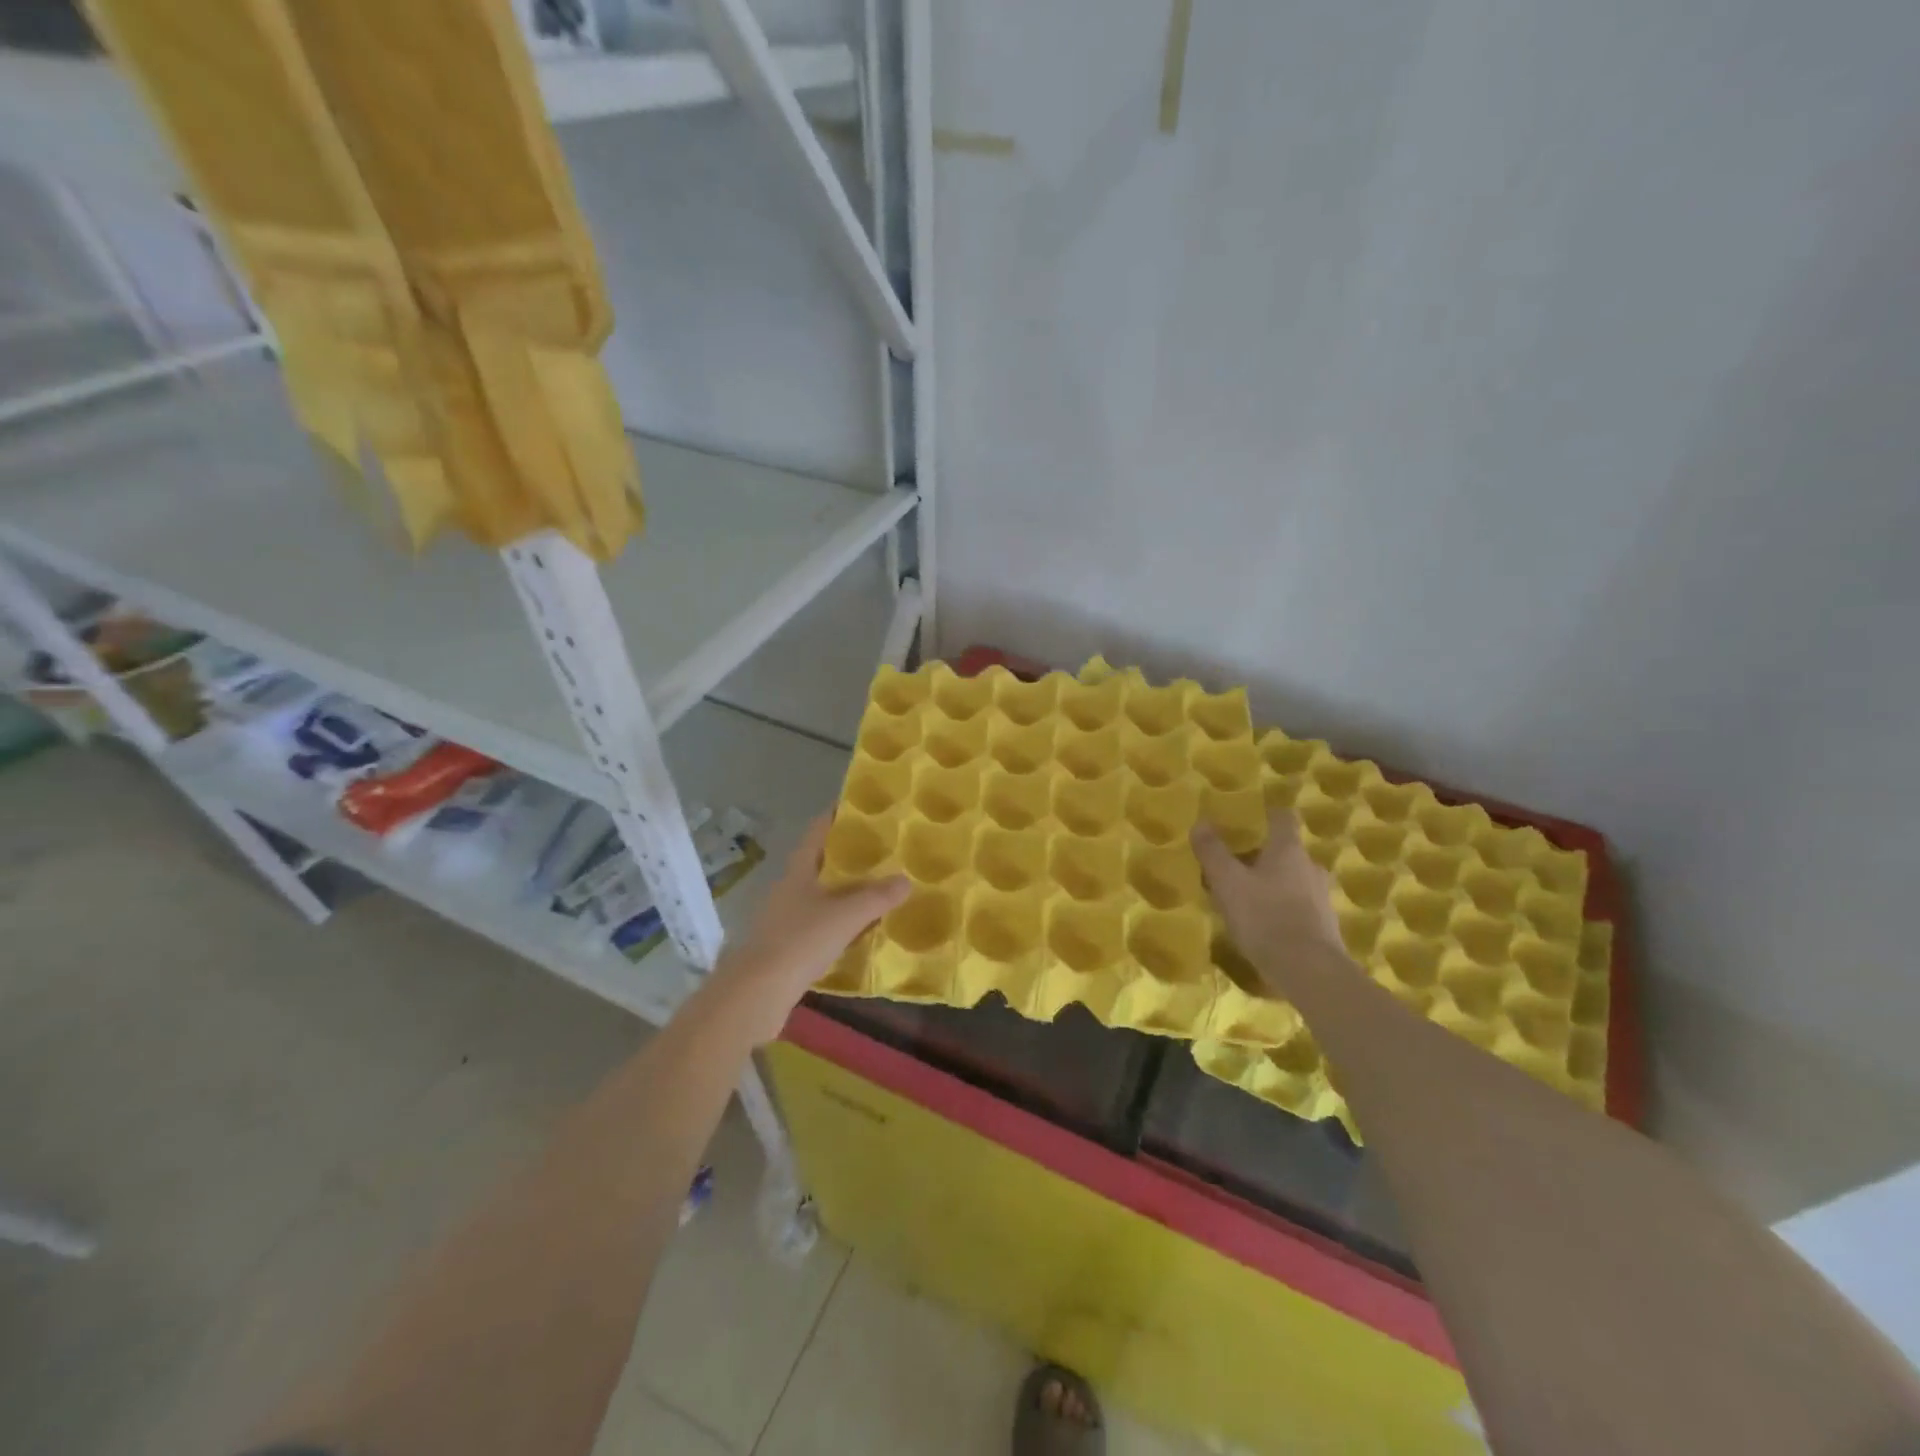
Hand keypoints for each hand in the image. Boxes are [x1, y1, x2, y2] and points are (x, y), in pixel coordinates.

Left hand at [707, 815, 908, 1043]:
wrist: (756, 995)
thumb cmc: (800, 942)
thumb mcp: (846, 916)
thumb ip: (877, 897)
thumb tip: (906, 880)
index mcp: (798, 872)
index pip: (817, 833)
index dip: (836, 816)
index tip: (859, 806)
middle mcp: (789, 890)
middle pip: (820, 864)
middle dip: (849, 857)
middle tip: (884, 851)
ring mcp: (786, 919)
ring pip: (822, 897)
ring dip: (847, 892)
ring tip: (880, 889)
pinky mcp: (787, 948)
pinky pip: (821, 926)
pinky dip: (842, 924)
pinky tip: (862, 932)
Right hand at [1192, 810, 1349, 996]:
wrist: (1308, 971)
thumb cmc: (1264, 916)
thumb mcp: (1227, 882)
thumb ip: (1212, 852)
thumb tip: (1201, 822)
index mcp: (1288, 849)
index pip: (1283, 818)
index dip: (1267, 815)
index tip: (1250, 819)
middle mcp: (1310, 866)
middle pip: (1285, 851)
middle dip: (1261, 856)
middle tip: (1234, 868)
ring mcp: (1321, 897)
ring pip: (1292, 880)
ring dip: (1271, 884)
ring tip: (1244, 900)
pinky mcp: (1325, 926)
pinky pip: (1298, 906)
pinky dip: (1281, 909)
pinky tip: (1262, 926)